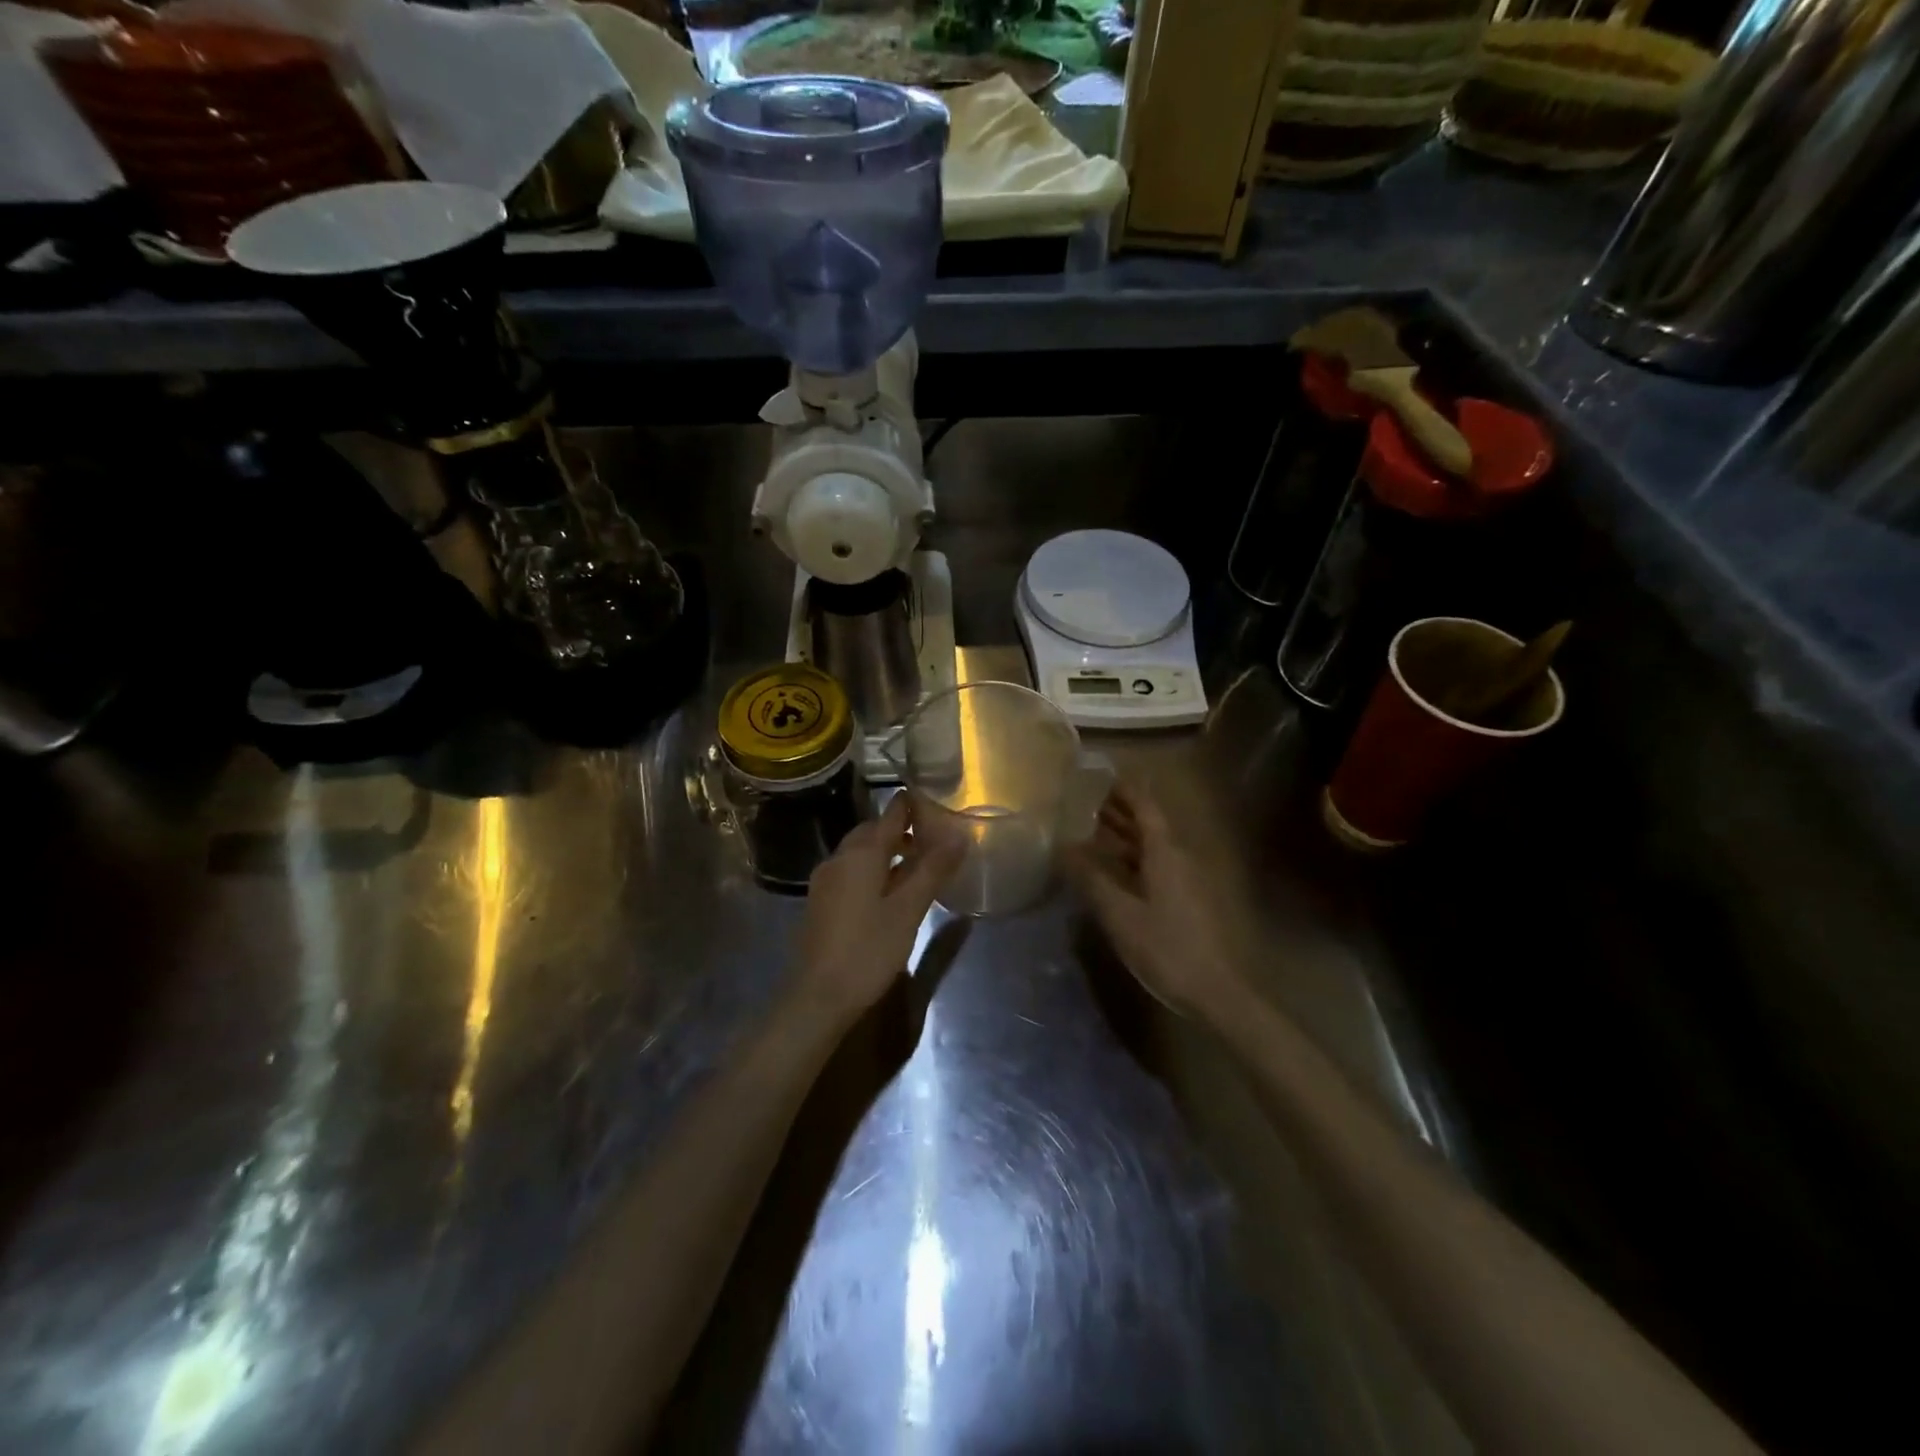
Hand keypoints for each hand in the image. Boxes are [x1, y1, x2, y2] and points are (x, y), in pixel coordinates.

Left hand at [795, 792, 962, 1027]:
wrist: (818, 996)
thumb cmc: (868, 949)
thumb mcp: (909, 910)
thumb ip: (933, 869)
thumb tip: (959, 834)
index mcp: (860, 853)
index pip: (890, 814)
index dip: (912, 805)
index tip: (937, 800)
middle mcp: (839, 858)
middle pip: (872, 832)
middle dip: (900, 829)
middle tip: (932, 838)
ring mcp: (826, 881)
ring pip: (860, 853)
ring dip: (887, 851)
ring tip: (917, 865)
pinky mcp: (822, 902)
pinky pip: (851, 872)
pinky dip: (873, 870)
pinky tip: (891, 892)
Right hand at [1064, 780, 1249, 1021]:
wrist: (1215, 992)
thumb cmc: (1166, 947)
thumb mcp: (1119, 914)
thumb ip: (1090, 878)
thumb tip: (1062, 846)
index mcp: (1165, 852)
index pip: (1144, 806)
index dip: (1122, 789)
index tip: (1098, 776)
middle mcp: (1179, 857)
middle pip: (1148, 823)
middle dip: (1118, 810)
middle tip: (1084, 801)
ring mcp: (1186, 879)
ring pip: (1151, 846)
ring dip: (1123, 836)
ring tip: (1090, 830)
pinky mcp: (1187, 900)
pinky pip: (1155, 866)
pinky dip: (1132, 859)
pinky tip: (1111, 870)